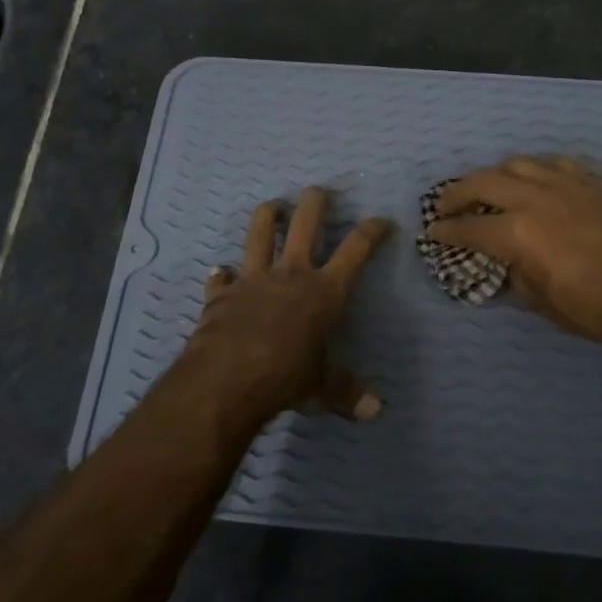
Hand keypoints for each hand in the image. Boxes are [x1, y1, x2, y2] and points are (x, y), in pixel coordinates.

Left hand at [181, 187, 393, 427]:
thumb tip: (376, 411)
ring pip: (259, 233)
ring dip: (266, 216)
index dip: (371, 231)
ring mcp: (253, 279)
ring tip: (271, 206)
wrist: (228, 378)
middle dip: (316, 202)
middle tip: (319, 191)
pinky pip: (221, 278)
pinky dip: (222, 275)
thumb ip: (346, 393)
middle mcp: (291, 274)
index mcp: (324, 291)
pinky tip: (220, 273)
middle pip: (305, 223)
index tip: (381, 220)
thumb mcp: (321, 387)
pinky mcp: (222, 294)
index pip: (356, 250)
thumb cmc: (286, 377)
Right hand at [428, 156, 601, 350]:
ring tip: (489, 188)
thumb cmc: (585, 307)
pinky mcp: (589, 183)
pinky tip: (535, 181)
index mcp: (516, 232)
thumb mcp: (534, 296)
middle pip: (483, 182)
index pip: (468, 226)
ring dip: (494, 175)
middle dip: (458, 193)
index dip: (445, 230)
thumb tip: (500, 256)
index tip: (433, 231)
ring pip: (517, 163)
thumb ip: (510, 267)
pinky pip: (555, 163)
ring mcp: (564, 185)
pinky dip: (537, 170)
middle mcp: (534, 198)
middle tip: (447, 205)